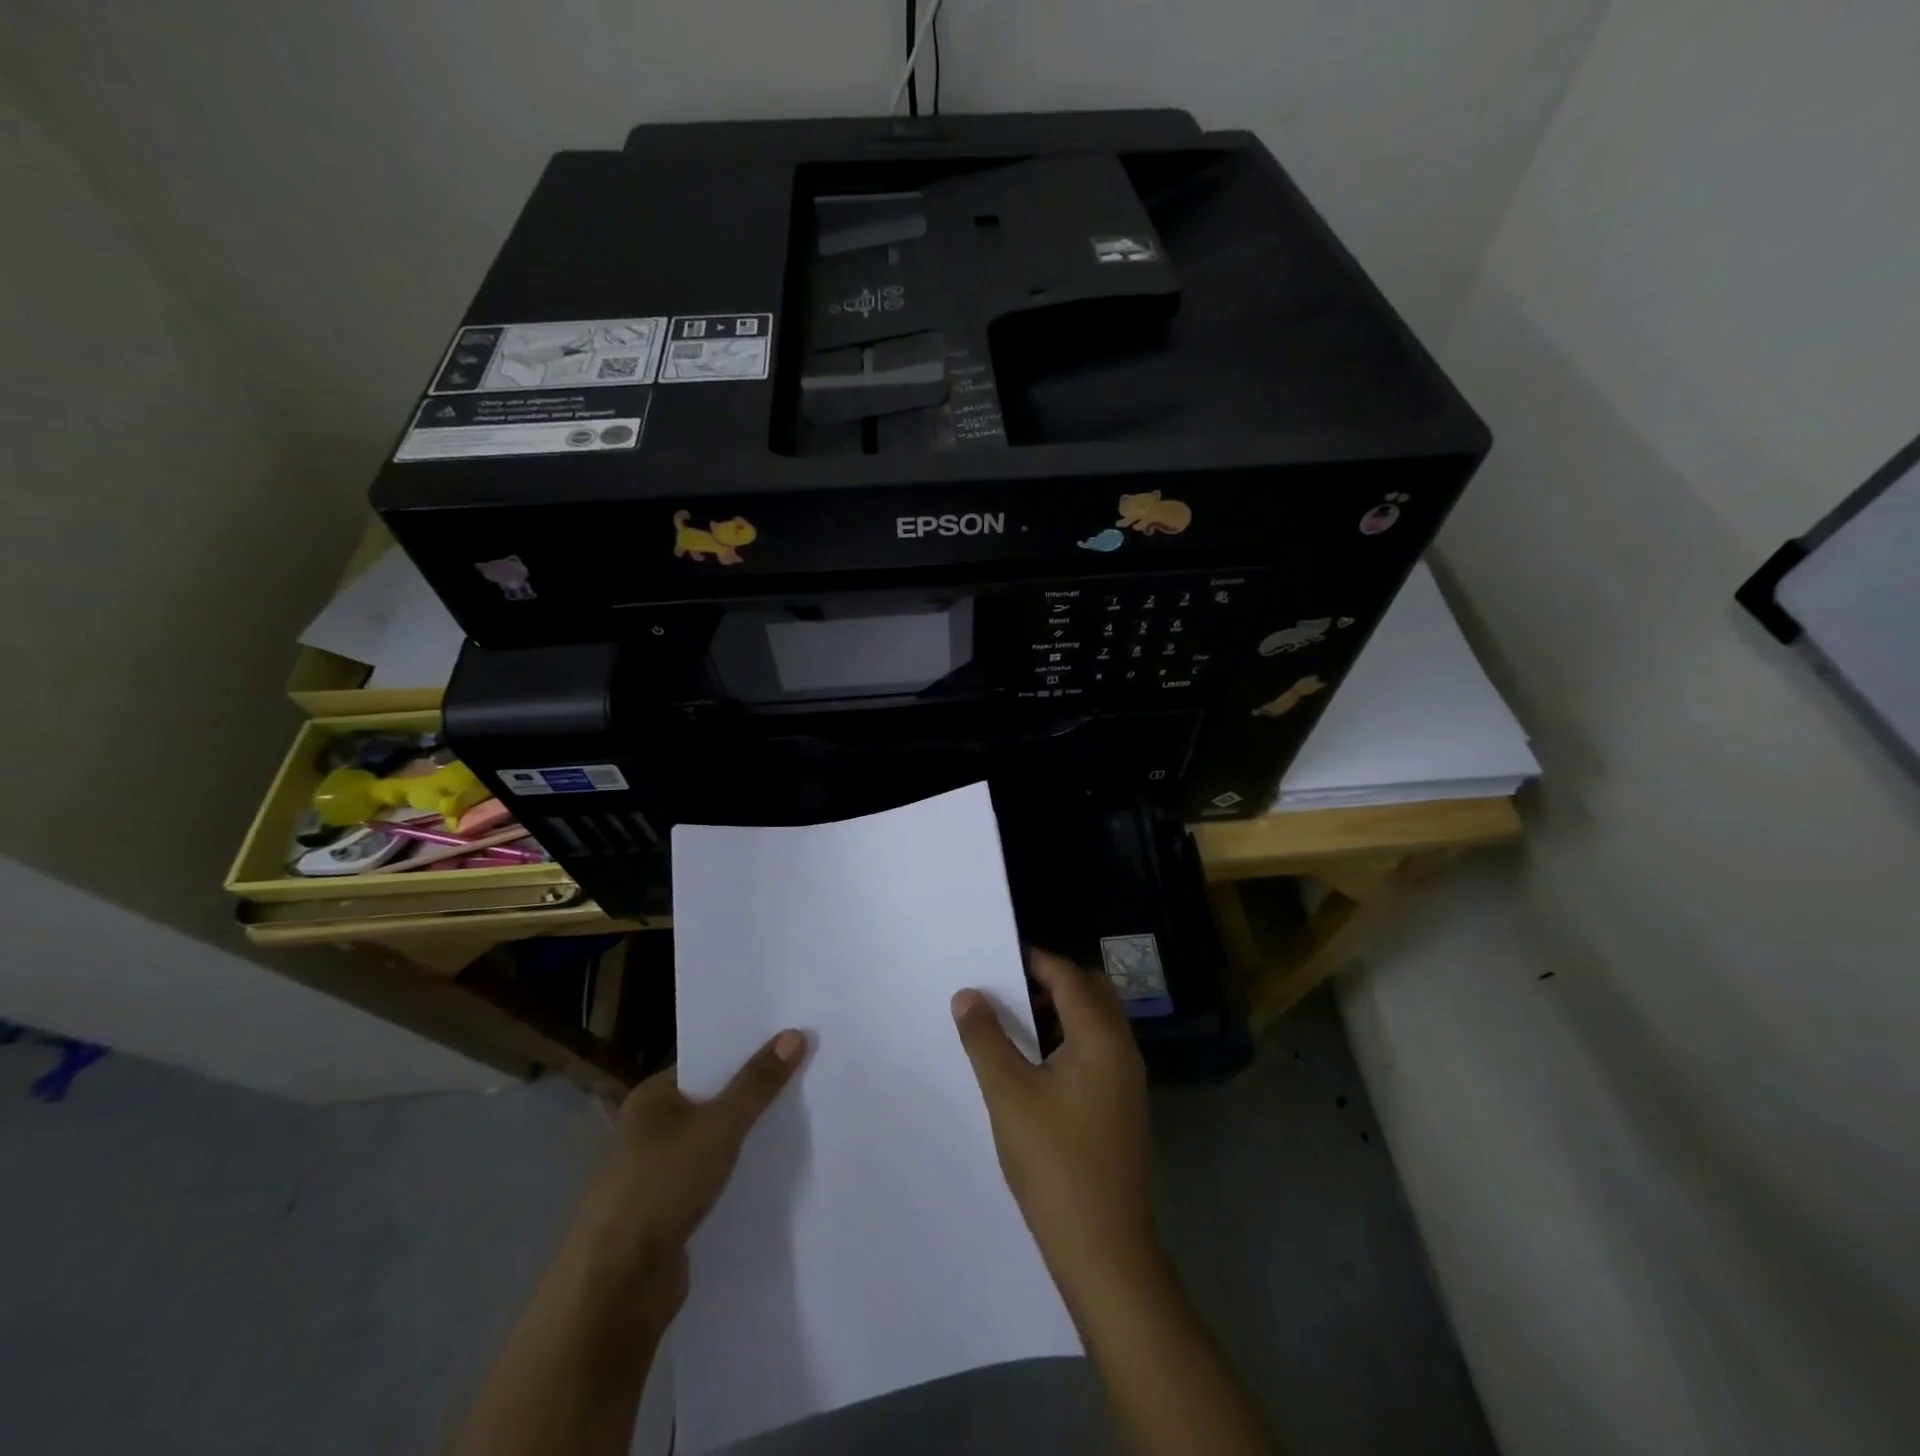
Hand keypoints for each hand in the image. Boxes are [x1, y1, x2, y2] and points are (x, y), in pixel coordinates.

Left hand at [574, 1029, 807, 1314]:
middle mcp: (650, 1130)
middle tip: (807, 1075)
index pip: (706, 1061)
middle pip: (713, 1101)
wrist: (616, 1287)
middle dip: (754, 1094)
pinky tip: (775, 1170)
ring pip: (715, 1143)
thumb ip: (758, 1083)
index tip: (792, 1042)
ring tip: (801, 1119)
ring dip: (748, 1138)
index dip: (747, 1052)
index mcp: (651, 1098)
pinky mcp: (670, 1214)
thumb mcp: (719, 1125)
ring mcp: (658, 1174)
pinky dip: (739, 1175)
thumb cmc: (661, 1185)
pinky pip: (714, 1180)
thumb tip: (795, 1034)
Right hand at [952, 950, 1157, 1298]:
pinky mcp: (1123, 1106)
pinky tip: (1035, 1069)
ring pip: (1095, 1023)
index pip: (1068, 976)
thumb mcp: (1008, 1093)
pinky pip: (1097, 1052)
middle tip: (1006, 995)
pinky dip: (1069, 1042)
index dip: (1033, 961)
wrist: (1104, 1248)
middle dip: (1050, 984)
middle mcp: (1122, 1048)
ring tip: (1013, 1029)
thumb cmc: (1054, 1161)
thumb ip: (985, 1038)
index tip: (996, 962)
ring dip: (1059, 1014)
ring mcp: (1127, 1080)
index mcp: (1100, 1036)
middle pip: (1090, 992)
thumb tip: (968, 995)